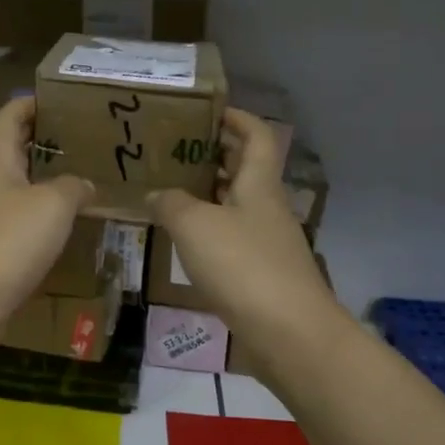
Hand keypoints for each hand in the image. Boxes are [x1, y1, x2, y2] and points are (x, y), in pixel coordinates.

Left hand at [0, 98, 93, 323]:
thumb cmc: (8, 241)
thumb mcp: (53, 205)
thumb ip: (74, 186)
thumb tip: (84, 184)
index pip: (10, 115)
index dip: (34, 103)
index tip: (66, 101)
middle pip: (14, 149)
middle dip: (46, 142)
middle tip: (86, 141)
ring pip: (17, 186)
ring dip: (45, 181)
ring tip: (84, 179)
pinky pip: (17, 220)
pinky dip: (41, 216)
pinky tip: (65, 225)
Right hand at [149, 108, 346, 356]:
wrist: (289, 333)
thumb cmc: (243, 265)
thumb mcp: (194, 225)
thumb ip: (170, 203)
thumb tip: (155, 194)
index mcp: (259, 183)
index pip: (256, 134)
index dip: (235, 118)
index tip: (205, 111)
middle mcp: (267, 205)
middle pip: (245, 168)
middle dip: (213, 154)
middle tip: (173, 150)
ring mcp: (266, 240)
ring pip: (236, 203)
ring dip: (207, 193)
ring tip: (168, 189)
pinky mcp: (261, 272)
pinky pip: (232, 236)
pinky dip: (208, 229)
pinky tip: (182, 238)